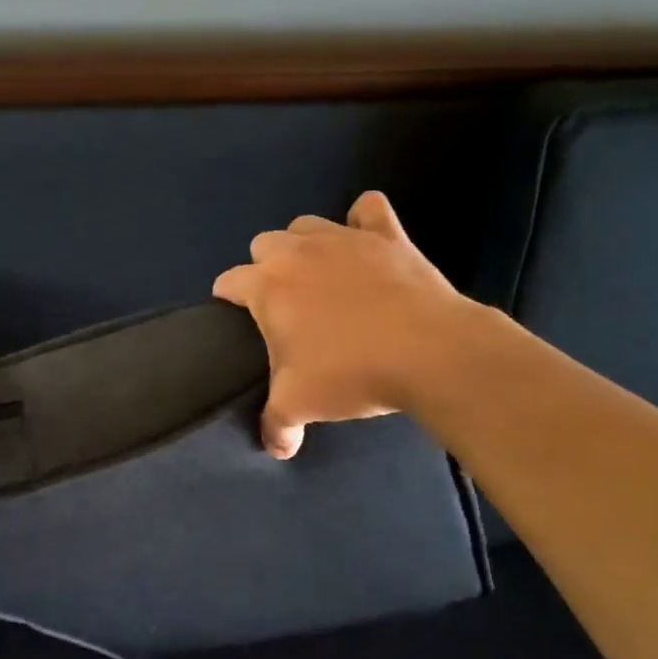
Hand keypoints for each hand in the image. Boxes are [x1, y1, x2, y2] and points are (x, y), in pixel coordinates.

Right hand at [214, 191, 465, 459]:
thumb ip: (276, 424)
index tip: (237, 320)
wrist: (429, 352)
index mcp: (267, 286)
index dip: (228, 300)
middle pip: (263, 244)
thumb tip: (275, 448)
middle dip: (265, 268)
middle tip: (284, 305)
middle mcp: (297, 251)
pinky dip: (363, 221)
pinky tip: (365, 241)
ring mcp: (343, 238)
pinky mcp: (386, 235)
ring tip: (319, 275)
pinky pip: (368, 210)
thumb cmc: (352, 373)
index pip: (228, 282)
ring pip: (306, 225)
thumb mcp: (301, 404)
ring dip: (304, 244)